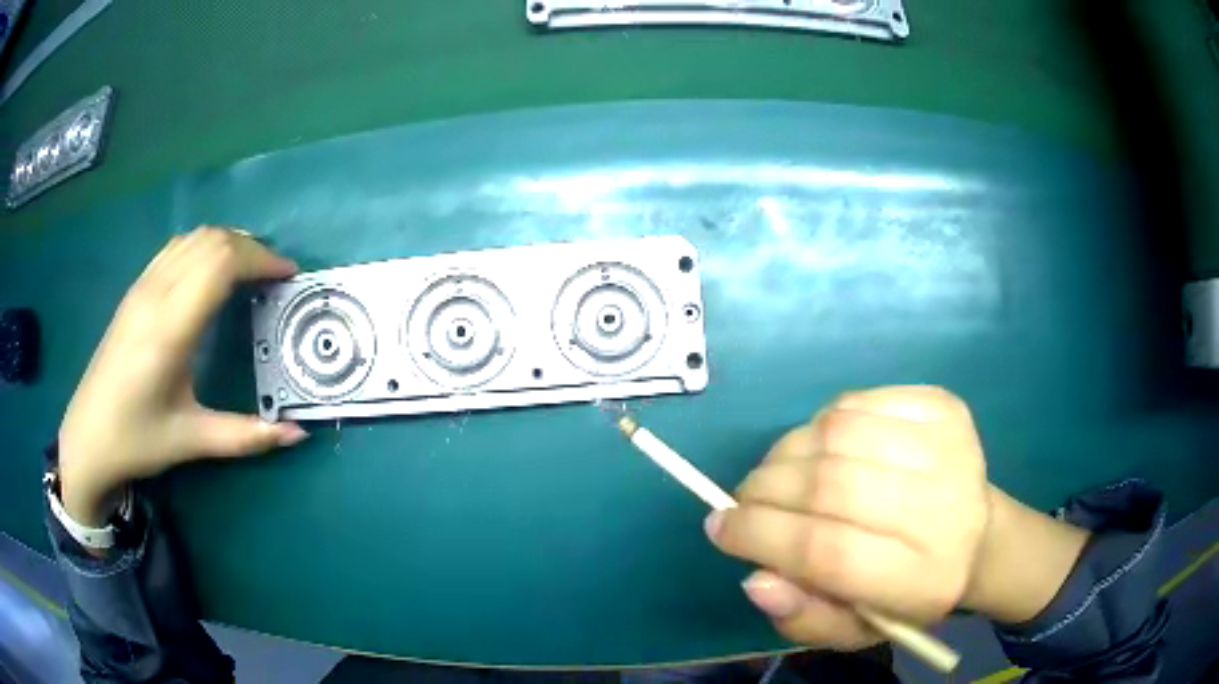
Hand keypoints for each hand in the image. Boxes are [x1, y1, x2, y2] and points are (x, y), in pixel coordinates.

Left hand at [58, 227, 307, 526]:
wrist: (87, 436)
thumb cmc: (137, 440)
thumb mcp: (192, 441)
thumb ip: (246, 435)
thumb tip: (298, 434)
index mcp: (169, 328)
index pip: (221, 263)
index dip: (260, 259)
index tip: (288, 276)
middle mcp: (155, 294)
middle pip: (212, 240)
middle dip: (251, 248)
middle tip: (274, 276)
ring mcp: (142, 287)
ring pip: (194, 237)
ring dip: (228, 243)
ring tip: (249, 270)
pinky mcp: (134, 290)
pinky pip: (176, 247)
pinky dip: (204, 247)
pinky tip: (211, 273)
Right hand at [705, 386, 990, 649]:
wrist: (978, 538)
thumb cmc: (908, 593)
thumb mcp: (854, 629)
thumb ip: (804, 617)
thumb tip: (755, 579)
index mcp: (923, 578)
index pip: (828, 550)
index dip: (761, 535)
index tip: (719, 528)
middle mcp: (943, 507)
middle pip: (831, 484)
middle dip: (765, 489)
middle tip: (742, 501)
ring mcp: (947, 445)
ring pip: (837, 431)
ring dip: (787, 452)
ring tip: (778, 476)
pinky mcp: (942, 405)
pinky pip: (856, 401)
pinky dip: (821, 423)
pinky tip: (821, 448)